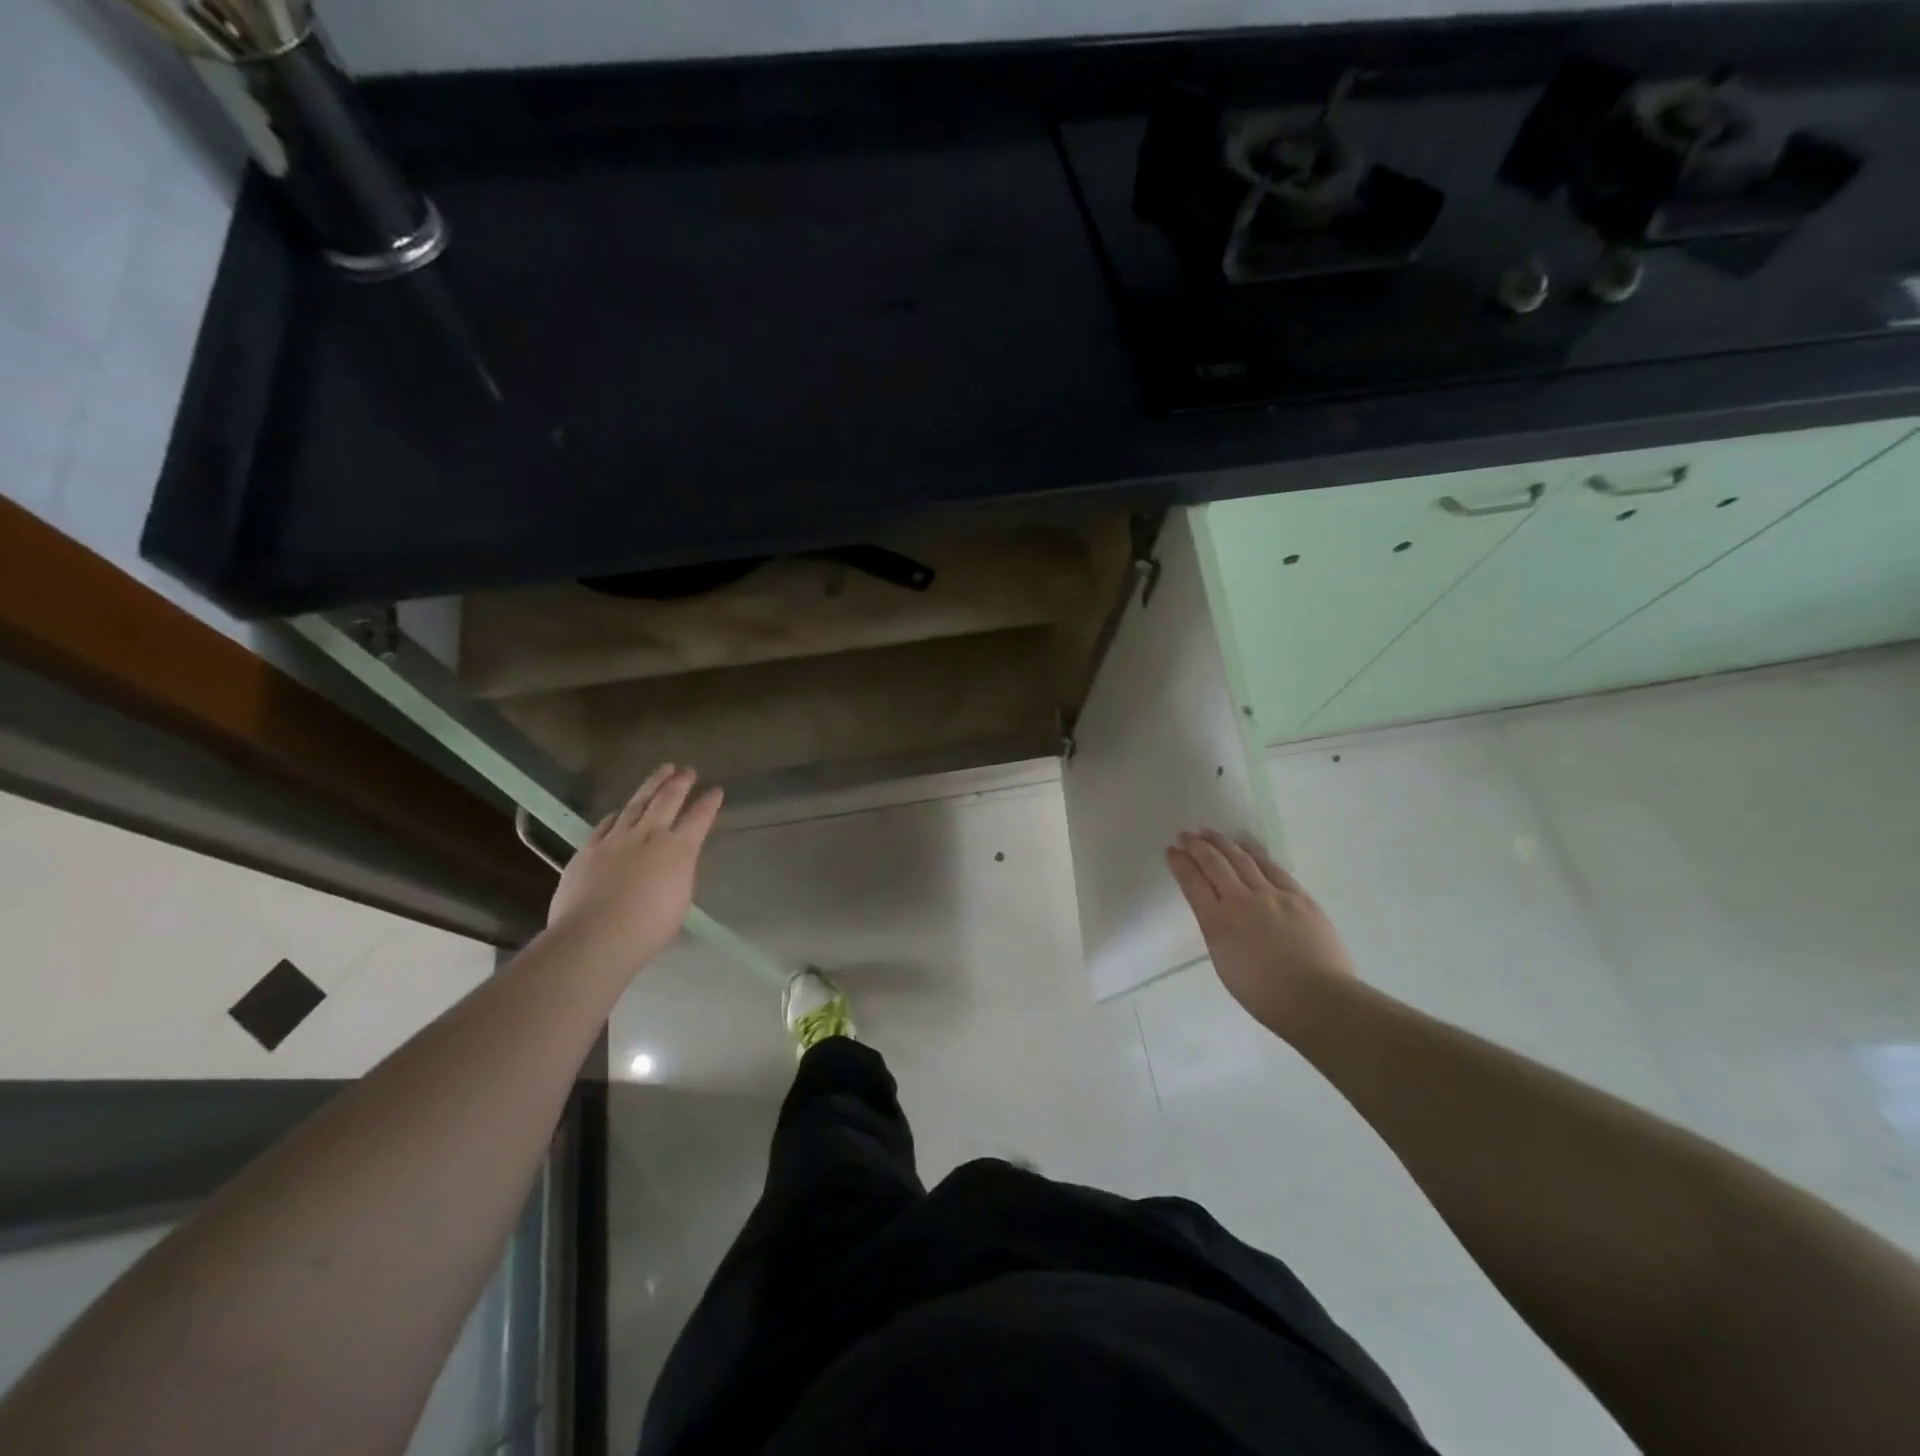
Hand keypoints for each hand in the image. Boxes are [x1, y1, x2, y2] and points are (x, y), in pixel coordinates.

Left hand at [546, 765, 723, 975]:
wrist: (594, 937)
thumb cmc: (647, 929)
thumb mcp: (679, 901)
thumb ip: (679, 874)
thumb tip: (674, 864)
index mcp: (679, 851)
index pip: (700, 818)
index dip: (709, 803)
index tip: (716, 790)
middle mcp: (649, 836)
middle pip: (667, 800)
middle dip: (681, 783)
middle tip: (688, 770)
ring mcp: (616, 839)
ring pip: (637, 803)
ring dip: (652, 784)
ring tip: (663, 770)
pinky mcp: (589, 848)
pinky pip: (607, 822)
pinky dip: (618, 813)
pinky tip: (621, 809)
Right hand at [1167, 829, 1354, 1033]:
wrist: (1318, 999)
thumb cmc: (1265, 996)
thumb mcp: (1225, 963)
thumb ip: (1218, 932)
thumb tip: (1219, 914)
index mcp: (1217, 923)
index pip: (1192, 883)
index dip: (1180, 864)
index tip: (1171, 851)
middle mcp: (1241, 901)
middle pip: (1214, 864)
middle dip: (1196, 847)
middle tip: (1185, 835)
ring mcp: (1272, 895)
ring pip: (1241, 859)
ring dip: (1222, 843)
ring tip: (1209, 832)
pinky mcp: (1298, 896)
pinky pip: (1272, 867)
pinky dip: (1255, 851)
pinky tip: (1246, 842)